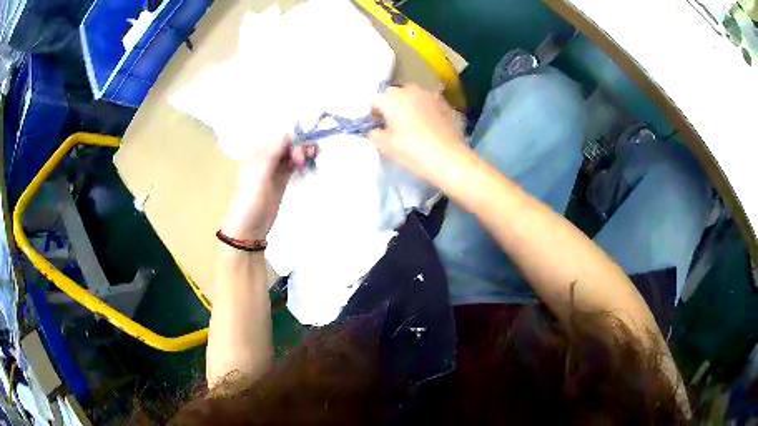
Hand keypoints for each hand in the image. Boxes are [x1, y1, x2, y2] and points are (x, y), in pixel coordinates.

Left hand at [221, 135, 317, 240]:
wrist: (249, 225)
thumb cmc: (251, 198)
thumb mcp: (260, 172)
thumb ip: (273, 152)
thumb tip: (288, 132)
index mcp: (259, 153)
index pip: (279, 137)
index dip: (293, 137)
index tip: (302, 145)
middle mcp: (267, 158)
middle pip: (287, 144)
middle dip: (300, 145)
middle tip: (308, 156)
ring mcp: (274, 170)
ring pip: (291, 154)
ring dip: (302, 152)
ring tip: (314, 156)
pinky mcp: (281, 181)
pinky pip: (292, 166)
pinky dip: (301, 163)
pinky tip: (309, 163)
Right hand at [368, 84, 469, 187]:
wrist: (449, 158)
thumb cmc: (412, 151)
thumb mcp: (385, 146)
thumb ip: (374, 134)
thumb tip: (374, 130)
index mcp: (391, 99)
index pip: (375, 101)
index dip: (374, 115)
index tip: (378, 128)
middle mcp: (409, 90)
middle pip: (394, 94)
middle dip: (391, 105)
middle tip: (393, 124)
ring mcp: (429, 95)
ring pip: (412, 95)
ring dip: (408, 105)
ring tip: (412, 123)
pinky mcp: (444, 103)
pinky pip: (428, 102)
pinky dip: (424, 109)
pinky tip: (428, 125)